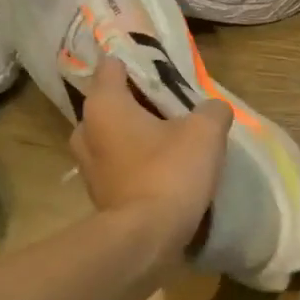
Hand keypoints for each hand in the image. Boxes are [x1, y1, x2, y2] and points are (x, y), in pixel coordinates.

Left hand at [71, 57, 231, 262]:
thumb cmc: (170, 173)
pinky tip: (161, 169)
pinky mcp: (98, 194)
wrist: (146, 239)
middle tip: (170, 106)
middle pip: (111, 102)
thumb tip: (214, 107)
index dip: (135, 60)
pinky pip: (117, 165)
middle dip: (137, 101)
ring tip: (168, 138)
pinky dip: (134, 162)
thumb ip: (212, 110)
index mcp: (104, 104)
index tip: (159, 65)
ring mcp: (88, 166)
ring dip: (134, 135)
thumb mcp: (205, 132)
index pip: (111, 65)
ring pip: (112, 136)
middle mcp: (85, 130)